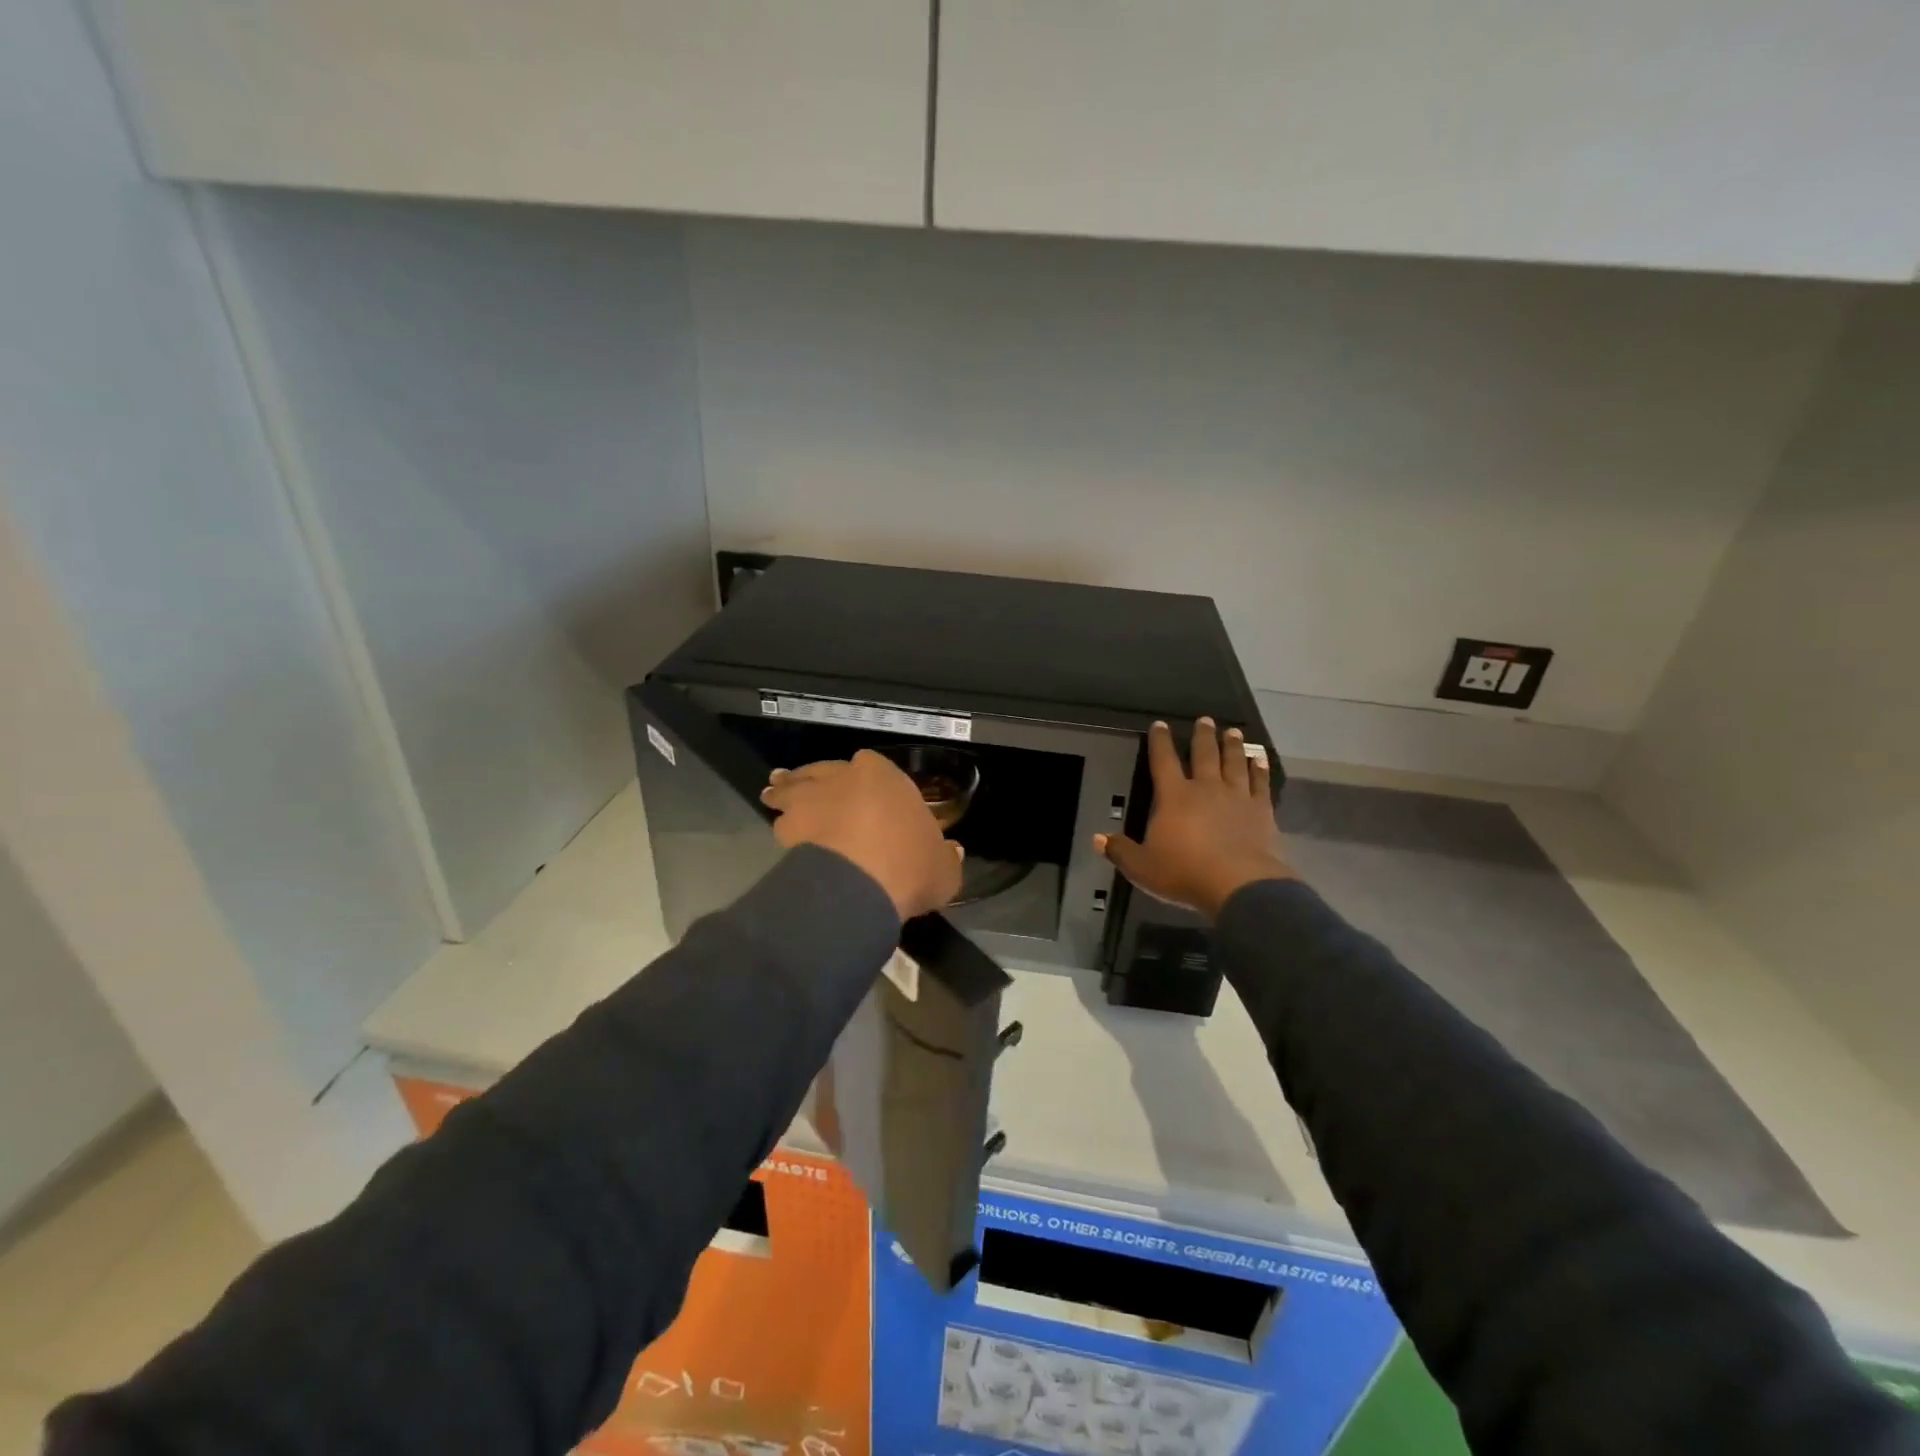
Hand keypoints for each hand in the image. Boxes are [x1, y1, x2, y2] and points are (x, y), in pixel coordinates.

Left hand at [760, 749, 964, 921]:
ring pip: (792, 788)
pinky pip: (782, 821)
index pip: (871, 765)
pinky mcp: (787, 827)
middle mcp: (843, 777)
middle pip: (823, 771)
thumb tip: (952, 852)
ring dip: (785, 792)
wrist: (861, 885)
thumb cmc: (910, 865)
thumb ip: (946, 857)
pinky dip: (782, 826)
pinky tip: (782, 835)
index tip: (863, 793)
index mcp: (883, 775)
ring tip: (775, 796)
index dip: (866, 779)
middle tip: (805, 782)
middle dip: (816, 777)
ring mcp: (810, 799)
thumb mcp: (944, 867)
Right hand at [1096, 719, 1293, 919]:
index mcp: (1174, 796)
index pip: (1163, 761)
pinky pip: (1260, 783)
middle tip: (1205, 719)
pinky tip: (1260, 759)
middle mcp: (1205, 788)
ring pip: (1233, 762)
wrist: (1239, 885)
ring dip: (1232, 746)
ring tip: (1232, 731)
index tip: (1160, 724)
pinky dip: (1260, 769)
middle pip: (1204, 754)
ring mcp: (1237, 797)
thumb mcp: (1142, 867)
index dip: (1160, 741)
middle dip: (1202, 735)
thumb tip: (1097, 838)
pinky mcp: (1261, 810)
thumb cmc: (1184, 873)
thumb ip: (1120, 851)